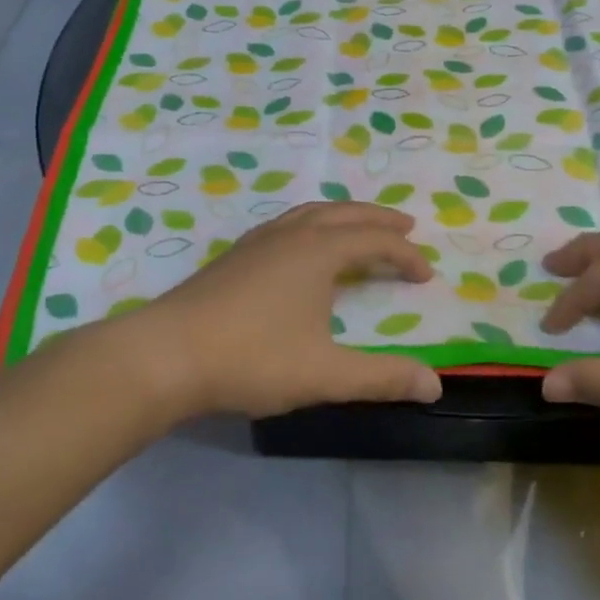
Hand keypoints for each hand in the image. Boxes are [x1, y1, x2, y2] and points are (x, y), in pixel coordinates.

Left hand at [109, 202, 442, 419]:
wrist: (166, 355)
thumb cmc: (251, 358)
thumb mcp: (324, 374)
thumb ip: (381, 377)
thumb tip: (434, 385)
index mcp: (318, 252)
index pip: (374, 241)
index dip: (405, 255)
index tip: (426, 274)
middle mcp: (291, 235)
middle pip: (345, 213)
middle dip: (378, 219)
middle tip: (405, 227)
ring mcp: (258, 242)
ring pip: (310, 214)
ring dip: (343, 216)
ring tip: (358, 228)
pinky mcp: (234, 256)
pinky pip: (286, 224)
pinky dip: (311, 226)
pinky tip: (301, 248)